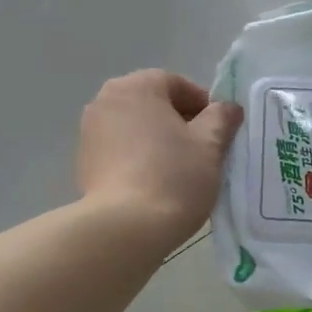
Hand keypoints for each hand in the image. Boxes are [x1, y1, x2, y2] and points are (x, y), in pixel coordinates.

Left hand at [77, 70, 243, 254]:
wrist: (125, 228)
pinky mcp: (84, 163)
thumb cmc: (173, 176)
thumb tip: (228, 108)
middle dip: (179, 122)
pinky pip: (119, 151)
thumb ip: (221, 118)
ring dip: (157, 141)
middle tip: (203, 150)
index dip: (202, 104)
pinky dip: (138, 159)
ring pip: (135, 128)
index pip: (176, 84)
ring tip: (180, 170)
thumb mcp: (209, 145)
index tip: (219, 130)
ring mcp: (89, 133)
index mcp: (135, 86)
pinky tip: (155, 184)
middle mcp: (105, 101)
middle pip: (152, 104)